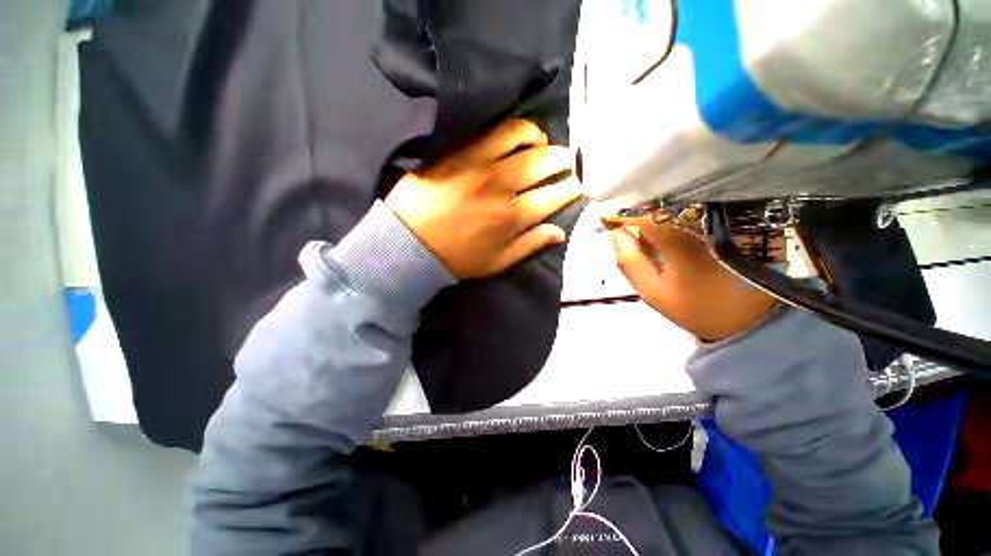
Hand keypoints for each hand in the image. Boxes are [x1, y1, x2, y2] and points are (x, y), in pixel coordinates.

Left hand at [385, 119, 580, 278]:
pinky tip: (519, 135)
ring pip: (523, 138)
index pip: (554, 196)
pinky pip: (494, 131)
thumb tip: (559, 231)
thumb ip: (530, 244)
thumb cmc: (457, 258)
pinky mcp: (461, 152)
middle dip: (563, 160)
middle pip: (544, 162)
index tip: (575, 185)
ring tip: (543, 143)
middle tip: (566, 163)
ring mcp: (481, 165)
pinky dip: (515, 129)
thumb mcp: (498, 262)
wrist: (410, 243)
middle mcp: (503, 186)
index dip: (570, 188)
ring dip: (541, 138)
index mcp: (513, 218)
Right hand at [606, 215, 775, 340]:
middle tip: (625, 228)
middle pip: (661, 204)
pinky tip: (666, 233)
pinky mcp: (730, 222)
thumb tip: (614, 233)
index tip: (607, 218)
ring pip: (677, 205)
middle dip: (638, 213)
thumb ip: (630, 262)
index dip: (623, 213)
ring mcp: (719, 220)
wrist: (750, 319)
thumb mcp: (653, 292)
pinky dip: (673, 218)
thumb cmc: (696, 307)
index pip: (644, 213)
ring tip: (644, 232)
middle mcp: (702, 221)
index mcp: (680, 239)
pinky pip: (693, 211)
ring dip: (654, 215)